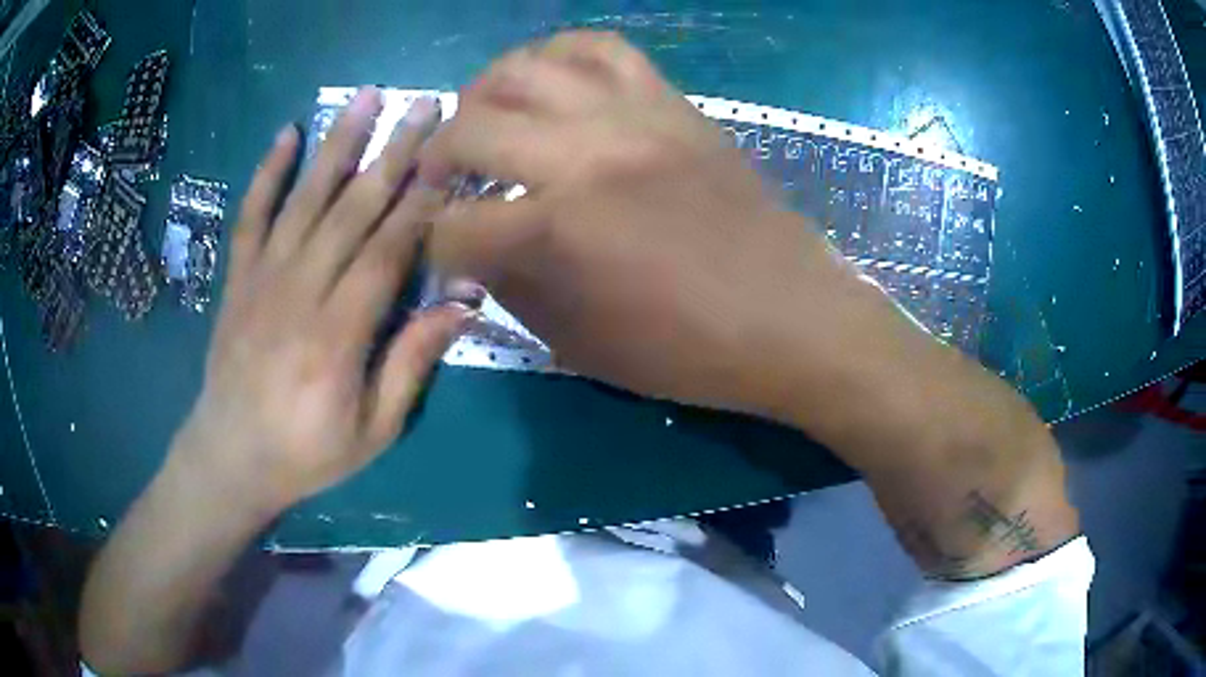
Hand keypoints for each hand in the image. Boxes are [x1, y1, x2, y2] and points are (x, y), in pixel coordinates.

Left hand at [175, 88, 466, 513]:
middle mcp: (299, 293)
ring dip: (337, 144)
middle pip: (351, 210)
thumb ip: (412, 363)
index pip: (387, 250)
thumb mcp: (374, 430)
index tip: (452, 156)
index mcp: (337, 336)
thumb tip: (461, 304)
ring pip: (304, 200)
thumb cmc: (307, 452)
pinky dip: (266, 174)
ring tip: (366, 96)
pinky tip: (287, 134)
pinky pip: (250, 217)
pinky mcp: (237, 279)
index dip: (421, 201)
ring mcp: (262, 280)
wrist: (231, 457)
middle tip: (424, 105)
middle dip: (393, 152)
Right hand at [422, 32, 868, 416]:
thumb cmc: (689, 350)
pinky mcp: (672, 104)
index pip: (453, 225)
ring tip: (485, 117)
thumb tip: (476, 252)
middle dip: (437, 159)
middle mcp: (584, 155)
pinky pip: (603, 49)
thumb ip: (513, 290)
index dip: (436, 245)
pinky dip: (560, 56)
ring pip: (527, 67)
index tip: (445, 252)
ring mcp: (632, 116)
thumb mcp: (581, 344)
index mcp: (556, 231)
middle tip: (443, 180)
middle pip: (469, 127)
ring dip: (486, 93)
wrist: (791, 317)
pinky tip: (551, 83)